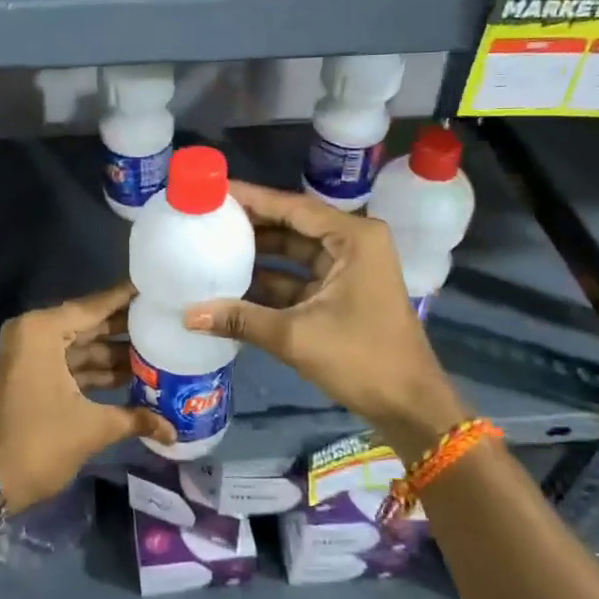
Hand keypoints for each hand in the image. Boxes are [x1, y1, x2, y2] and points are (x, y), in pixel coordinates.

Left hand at [0, 282, 175, 510]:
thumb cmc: (41, 443)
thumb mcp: (92, 427)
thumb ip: (135, 418)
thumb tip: (174, 430)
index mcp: (42, 331)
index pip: (92, 307)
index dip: (125, 298)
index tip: (156, 287)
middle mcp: (33, 333)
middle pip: (88, 324)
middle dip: (125, 328)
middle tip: (165, 321)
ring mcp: (30, 354)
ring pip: (81, 345)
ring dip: (114, 352)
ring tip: (158, 350)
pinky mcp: (32, 374)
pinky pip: (70, 362)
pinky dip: (97, 369)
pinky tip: (133, 375)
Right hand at [183, 181, 461, 441]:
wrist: (410, 407)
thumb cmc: (362, 359)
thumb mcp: (296, 337)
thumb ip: (241, 319)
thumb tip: (188, 315)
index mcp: (354, 238)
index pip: (293, 207)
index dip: (252, 199)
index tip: (214, 191)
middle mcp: (354, 244)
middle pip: (293, 225)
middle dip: (252, 224)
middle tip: (207, 217)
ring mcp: (350, 269)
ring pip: (295, 251)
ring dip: (259, 254)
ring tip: (212, 246)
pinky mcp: (343, 293)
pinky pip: (300, 276)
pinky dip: (271, 280)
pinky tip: (234, 283)